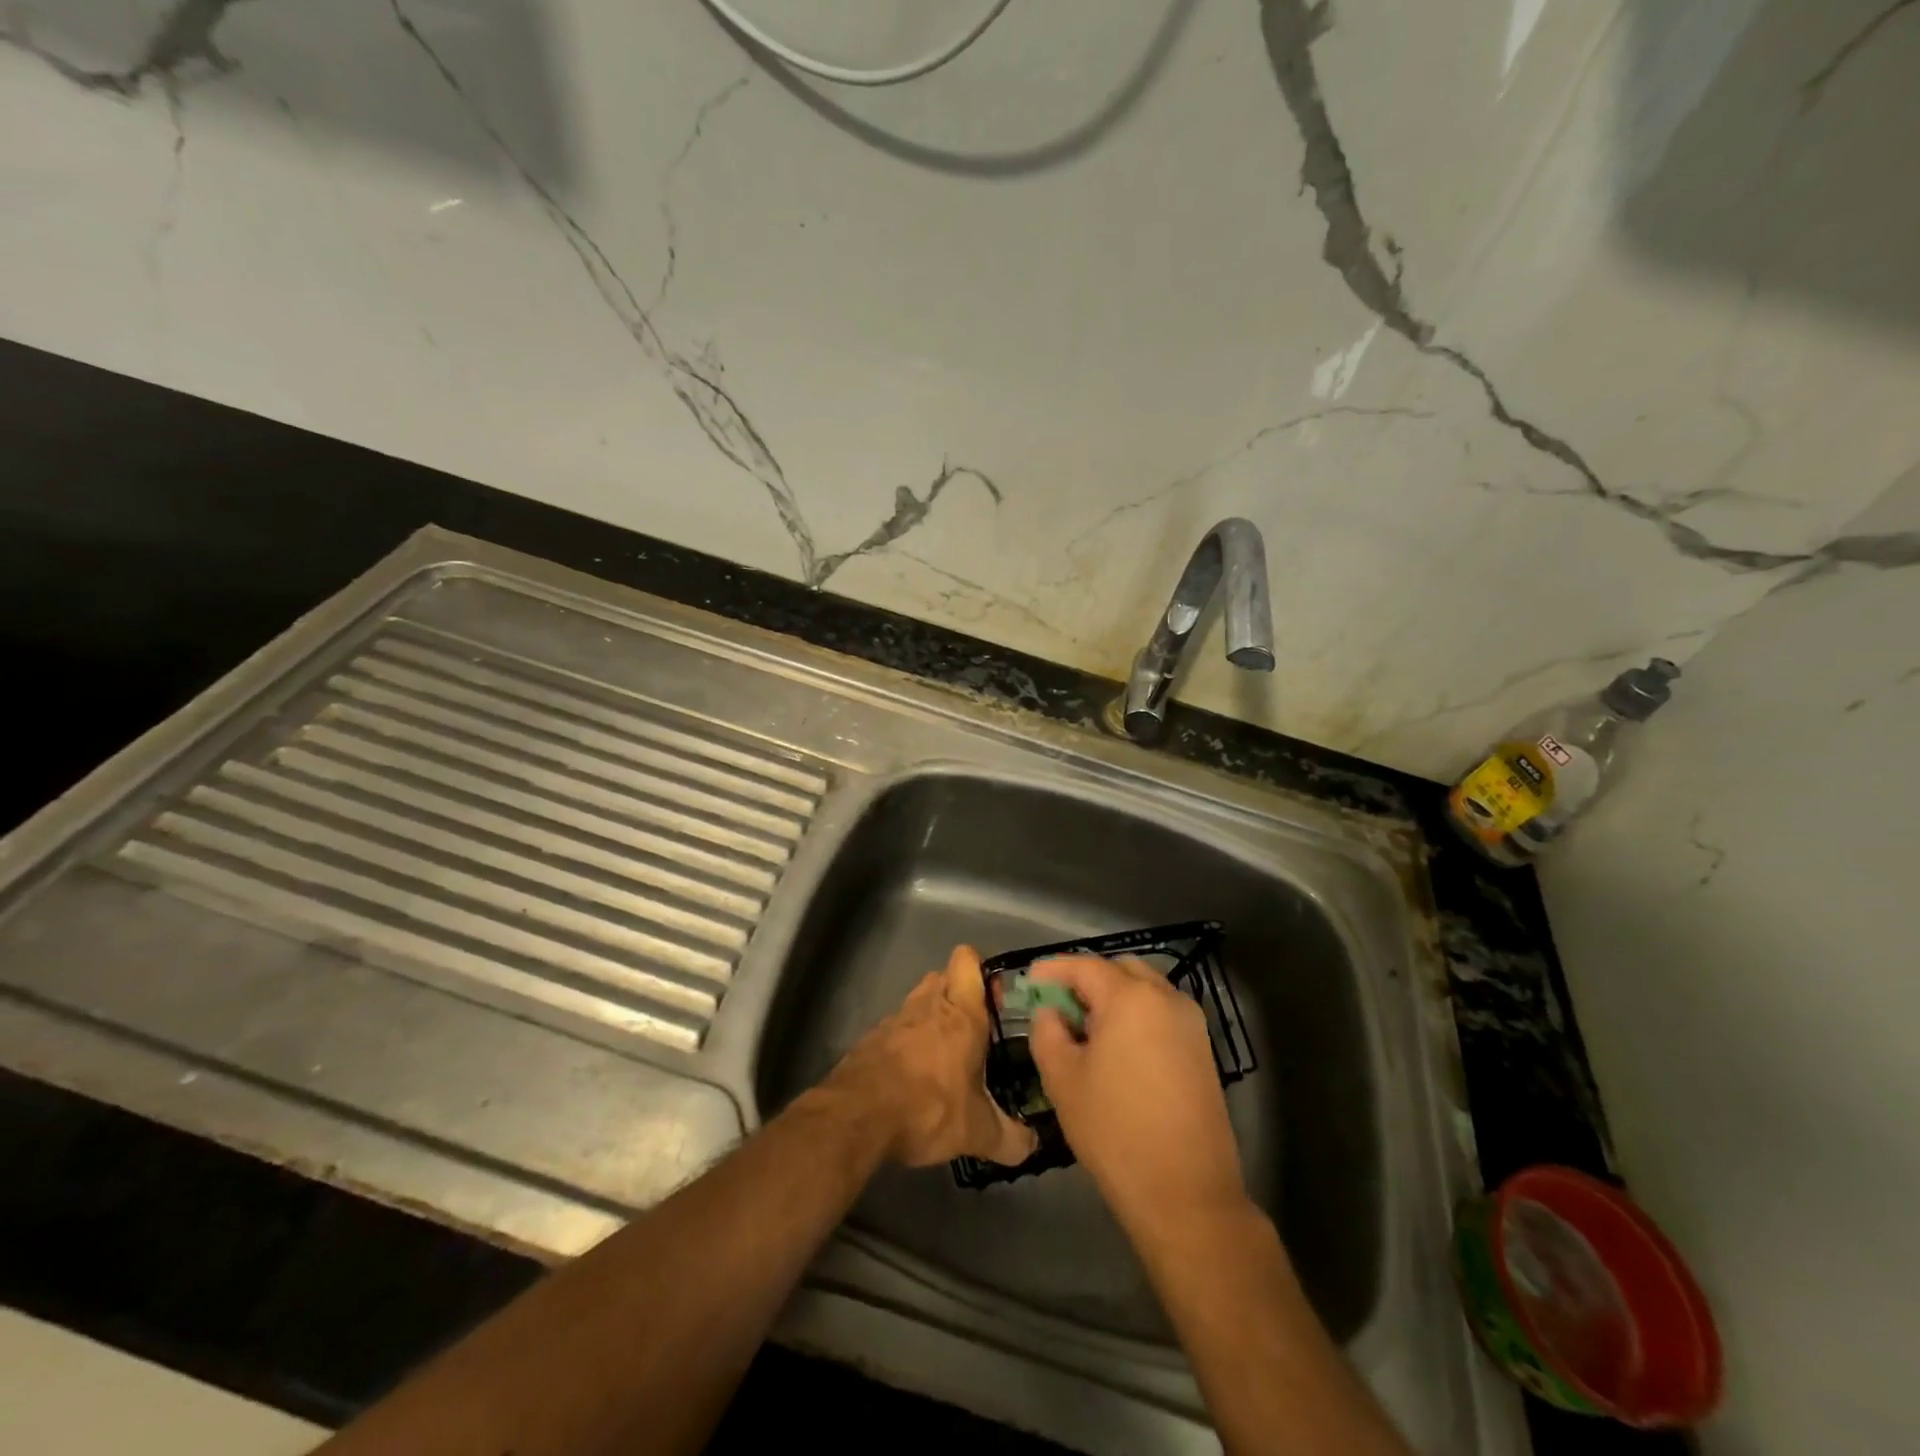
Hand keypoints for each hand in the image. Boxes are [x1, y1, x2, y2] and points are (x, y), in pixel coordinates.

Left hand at [823, 945, 1037, 1167]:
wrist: (857, 1114)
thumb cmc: (927, 1108)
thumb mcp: (976, 1132)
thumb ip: (1009, 1138)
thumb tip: (1032, 1145)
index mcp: (961, 1013)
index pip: (968, 959)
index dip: (982, 970)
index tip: (995, 1001)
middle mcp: (929, 1004)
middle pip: (945, 976)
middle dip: (960, 995)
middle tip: (975, 1031)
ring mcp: (896, 1018)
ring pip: (920, 1000)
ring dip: (933, 1017)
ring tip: (946, 1055)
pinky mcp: (872, 1037)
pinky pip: (898, 1027)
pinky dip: (908, 1041)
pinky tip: (913, 1075)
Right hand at [1028, 955, 1246, 1234]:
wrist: (1186, 1193)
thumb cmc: (1115, 1131)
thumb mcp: (1063, 1079)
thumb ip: (1047, 1032)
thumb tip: (1050, 1012)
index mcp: (1130, 997)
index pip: (1084, 966)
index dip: (1053, 969)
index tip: (1030, 980)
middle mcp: (1166, 998)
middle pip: (1119, 969)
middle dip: (1086, 979)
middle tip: (1059, 1005)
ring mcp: (1191, 1023)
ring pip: (1145, 990)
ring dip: (1114, 996)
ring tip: (1086, 1029)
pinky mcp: (1203, 1049)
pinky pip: (1162, 1014)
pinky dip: (1136, 1016)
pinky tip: (1117, 1049)